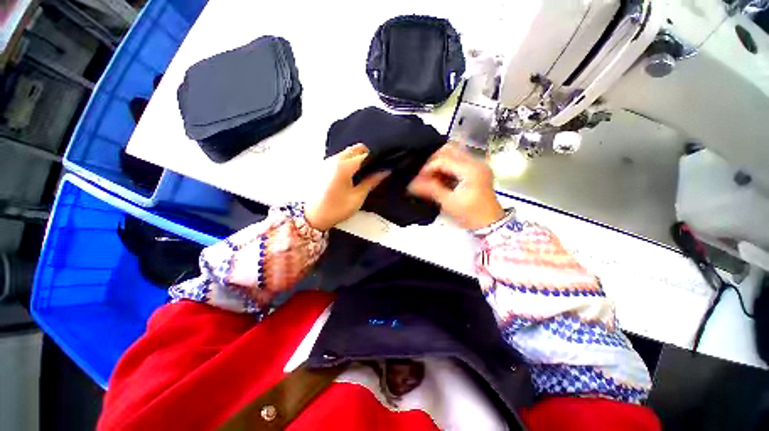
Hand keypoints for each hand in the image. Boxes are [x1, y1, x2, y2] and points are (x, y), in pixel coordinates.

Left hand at [305, 143, 388, 230]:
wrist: (312, 216)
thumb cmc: (335, 209)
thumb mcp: (357, 197)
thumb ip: (371, 182)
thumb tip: (385, 171)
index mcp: (344, 166)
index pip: (365, 154)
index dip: (376, 158)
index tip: (384, 165)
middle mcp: (335, 159)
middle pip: (356, 148)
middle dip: (367, 155)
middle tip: (374, 169)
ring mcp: (328, 161)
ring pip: (348, 152)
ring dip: (358, 158)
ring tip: (365, 173)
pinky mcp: (324, 166)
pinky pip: (340, 158)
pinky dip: (349, 161)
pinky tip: (353, 175)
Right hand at [408, 142, 503, 229]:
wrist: (490, 223)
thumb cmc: (470, 214)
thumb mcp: (449, 203)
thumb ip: (431, 190)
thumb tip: (411, 185)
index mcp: (471, 170)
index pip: (443, 160)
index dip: (427, 168)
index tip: (417, 180)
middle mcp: (476, 162)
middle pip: (450, 149)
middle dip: (433, 160)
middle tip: (424, 174)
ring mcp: (478, 164)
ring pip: (454, 152)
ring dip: (440, 161)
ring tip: (431, 175)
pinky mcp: (477, 169)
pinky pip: (458, 160)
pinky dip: (447, 166)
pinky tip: (441, 177)